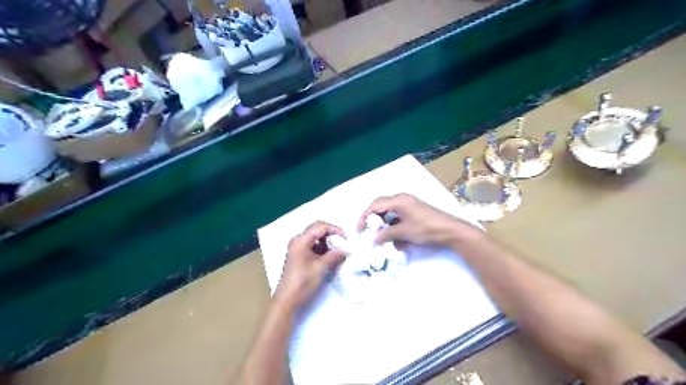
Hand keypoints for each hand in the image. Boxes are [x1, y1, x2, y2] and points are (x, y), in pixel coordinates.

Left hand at [275, 220, 348, 311]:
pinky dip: (322, 249)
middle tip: (342, 243)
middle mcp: (298, 240)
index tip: (346, 239)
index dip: (335, 229)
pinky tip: (330, 258)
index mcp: (301, 240)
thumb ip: (334, 255)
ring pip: (316, 238)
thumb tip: (346, 250)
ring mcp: (298, 248)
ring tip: (338, 252)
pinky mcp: (299, 255)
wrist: (287, 300)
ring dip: (327, 242)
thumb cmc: (302, 282)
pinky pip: (313, 246)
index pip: (321, 226)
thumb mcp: (321, 268)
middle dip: (331, 235)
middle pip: (317, 229)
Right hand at [359, 195, 480, 245]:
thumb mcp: (404, 232)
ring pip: (390, 212)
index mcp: (398, 200)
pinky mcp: (414, 212)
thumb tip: (372, 239)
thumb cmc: (426, 228)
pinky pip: (399, 217)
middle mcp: (402, 199)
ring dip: (384, 224)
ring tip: (381, 237)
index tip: (360, 230)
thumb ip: (386, 234)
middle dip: (373, 219)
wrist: (450, 231)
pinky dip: (394, 226)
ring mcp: (409, 205)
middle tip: (368, 231)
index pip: (375, 205)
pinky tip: (396, 240)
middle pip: (381, 206)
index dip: (364, 217)